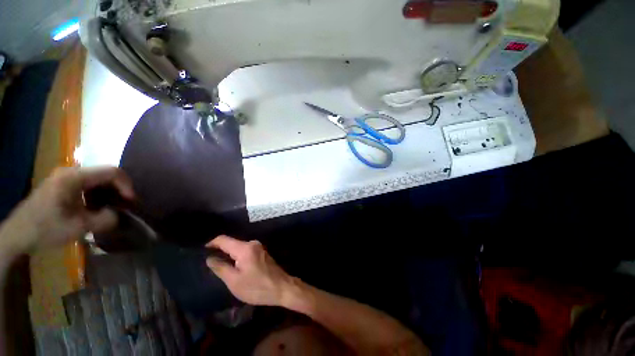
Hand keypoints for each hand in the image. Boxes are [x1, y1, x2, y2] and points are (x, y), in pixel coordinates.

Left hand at [0, 167, 133, 255]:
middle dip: (118, 189)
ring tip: (111, 207)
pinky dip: (97, 193)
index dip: (126, 185)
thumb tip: (119, 215)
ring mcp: (64, 177)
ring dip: (108, 192)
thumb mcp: (78, 227)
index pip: (111, 172)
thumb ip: (105, 219)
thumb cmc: (46, 229)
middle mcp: (70, 171)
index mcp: (74, 177)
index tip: (131, 201)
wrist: (17, 234)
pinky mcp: (61, 184)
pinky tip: (95, 207)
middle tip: (123, 205)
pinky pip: (86, 184)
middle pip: (104, 174)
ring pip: (96, 178)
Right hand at [206, 235, 295, 306]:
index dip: (212, 243)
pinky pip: (246, 251)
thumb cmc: (256, 287)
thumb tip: (209, 258)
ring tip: (219, 266)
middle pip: (232, 243)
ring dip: (229, 254)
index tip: (202, 250)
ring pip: (239, 248)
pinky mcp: (262, 252)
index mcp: (245, 248)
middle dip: (220, 250)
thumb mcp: (234, 281)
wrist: (281, 288)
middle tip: (209, 262)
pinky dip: (237, 257)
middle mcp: (252, 243)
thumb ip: (220, 268)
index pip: (224, 239)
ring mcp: (259, 247)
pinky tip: (234, 266)